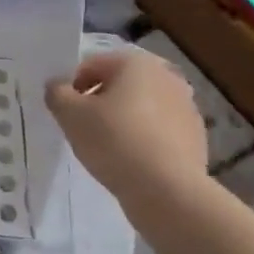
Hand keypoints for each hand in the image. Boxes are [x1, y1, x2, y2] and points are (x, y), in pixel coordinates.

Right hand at [46, 44, 208, 200]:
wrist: (168, 191)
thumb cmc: (114, 140)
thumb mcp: (69, 114)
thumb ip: (57, 93)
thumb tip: (58, 87)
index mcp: (136, 62)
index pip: (91, 65)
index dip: (72, 87)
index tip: (66, 113)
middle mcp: (166, 76)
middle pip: (118, 84)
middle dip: (99, 101)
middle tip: (84, 127)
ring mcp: (186, 107)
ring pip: (140, 107)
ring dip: (122, 119)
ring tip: (107, 147)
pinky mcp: (196, 136)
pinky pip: (158, 130)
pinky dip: (143, 138)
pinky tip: (131, 160)